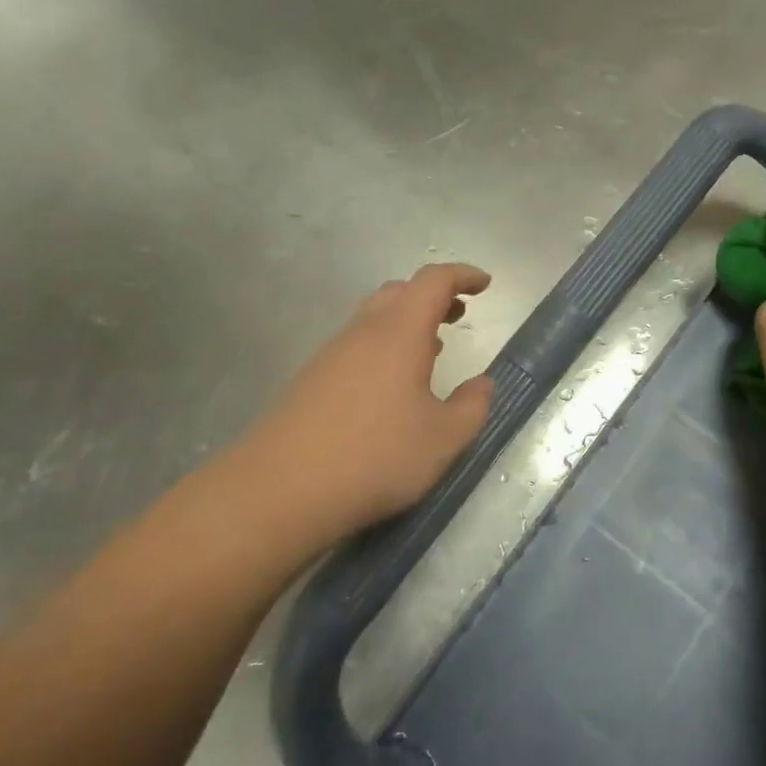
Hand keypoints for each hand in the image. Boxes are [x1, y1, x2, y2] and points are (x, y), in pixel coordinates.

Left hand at [247, 263, 495, 541]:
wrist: (281, 490)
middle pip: (399, 292)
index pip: (433, 282)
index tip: (484, 283)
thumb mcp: (443, 439)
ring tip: (432, 349)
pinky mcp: (311, 381)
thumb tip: (482, 384)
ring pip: (374, 318)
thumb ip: (472, 407)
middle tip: (458, 314)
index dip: (461, 275)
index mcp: (399, 333)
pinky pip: (356, 345)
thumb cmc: (375, 456)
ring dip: (407, 322)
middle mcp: (363, 333)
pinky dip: (384, 347)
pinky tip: (392, 385)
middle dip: (433, 296)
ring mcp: (331, 355)